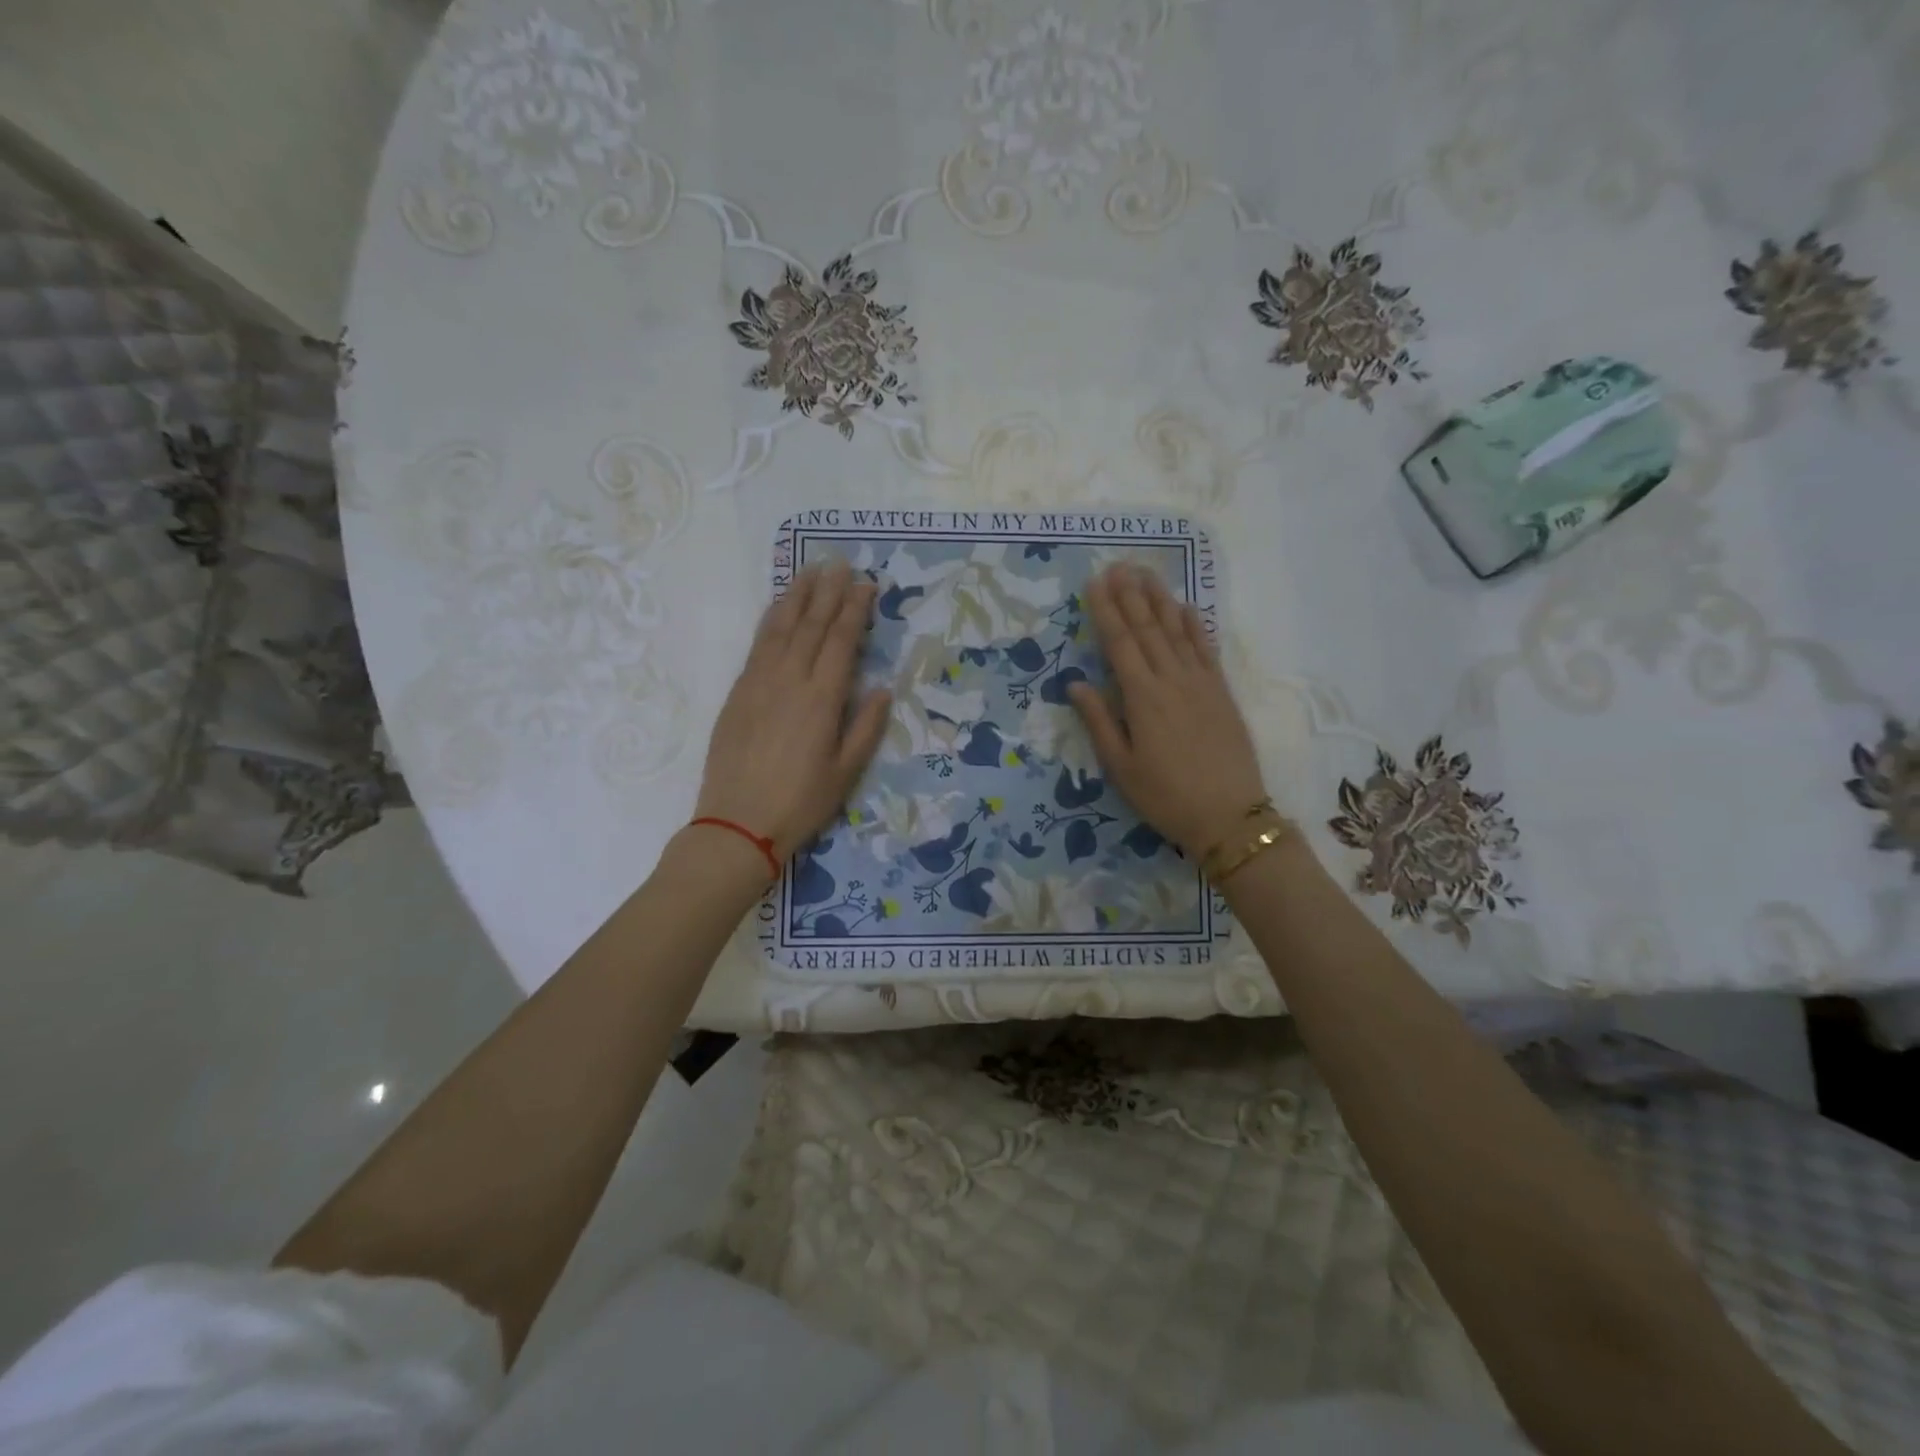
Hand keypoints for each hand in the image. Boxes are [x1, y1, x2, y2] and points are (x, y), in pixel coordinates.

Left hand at [695, 561, 891, 860]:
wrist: (737, 824)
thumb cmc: (800, 803)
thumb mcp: (846, 773)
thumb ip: (866, 727)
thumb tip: (882, 688)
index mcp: (822, 699)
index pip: (842, 641)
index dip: (856, 609)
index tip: (867, 584)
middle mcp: (790, 679)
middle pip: (812, 625)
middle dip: (829, 591)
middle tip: (841, 563)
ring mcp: (759, 682)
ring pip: (781, 627)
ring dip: (797, 596)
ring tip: (810, 571)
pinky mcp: (738, 691)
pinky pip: (757, 644)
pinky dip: (771, 619)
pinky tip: (779, 608)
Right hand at [1067, 563, 1269, 858]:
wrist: (1229, 816)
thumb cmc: (1165, 796)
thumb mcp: (1120, 767)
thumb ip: (1098, 721)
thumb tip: (1075, 683)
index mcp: (1142, 698)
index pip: (1119, 643)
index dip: (1105, 611)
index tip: (1094, 582)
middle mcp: (1171, 680)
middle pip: (1147, 629)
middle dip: (1130, 595)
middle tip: (1117, 564)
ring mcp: (1200, 683)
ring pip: (1176, 631)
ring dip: (1160, 599)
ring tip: (1147, 573)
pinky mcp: (1221, 692)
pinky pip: (1205, 649)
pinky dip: (1194, 625)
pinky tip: (1185, 608)